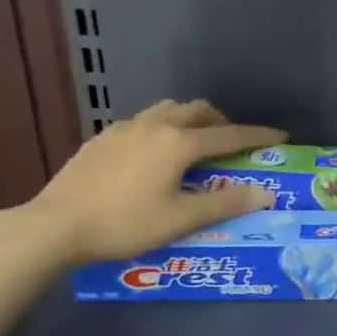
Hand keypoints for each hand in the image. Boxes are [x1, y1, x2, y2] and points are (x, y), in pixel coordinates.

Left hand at [20, 99, 285, 263]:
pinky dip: (162, 129)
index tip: (279, 135)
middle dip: (221, 122)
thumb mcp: (180, 219)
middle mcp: (153, 126)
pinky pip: (143, 122)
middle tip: (231, 144)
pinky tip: (152, 155)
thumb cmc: (125, 224)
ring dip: (189, 120)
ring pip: (166, 110)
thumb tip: (264, 193)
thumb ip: (224, 203)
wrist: (56, 225)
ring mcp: (123, 129)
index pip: (228, 135)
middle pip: (196, 110)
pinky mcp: (102, 138)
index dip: (256, 136)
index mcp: (177, 143)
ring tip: (193, 145)